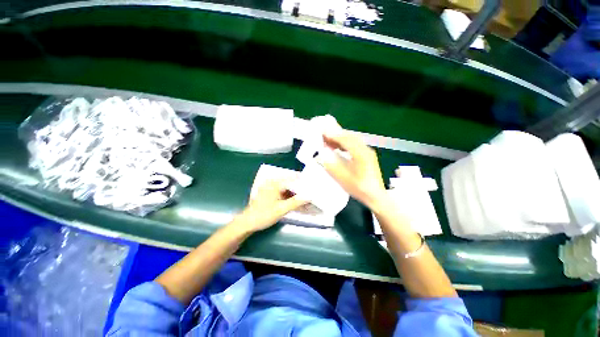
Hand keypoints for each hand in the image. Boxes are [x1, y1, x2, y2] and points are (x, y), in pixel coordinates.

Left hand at [237, 179, 307, 231]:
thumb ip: (296, 202)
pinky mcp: (269, 194)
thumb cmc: (263, 215)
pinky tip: (295, 201)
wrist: (247, 223)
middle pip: (290, 183)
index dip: (303, 181)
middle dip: (300, 187)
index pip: (292, 178)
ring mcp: (270, 188)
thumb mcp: (281, 209)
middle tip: (310, 191)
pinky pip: (282, 192)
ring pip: (286, 188)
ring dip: (295, 193)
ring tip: (305, 197)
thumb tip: (309, 197)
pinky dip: (289, 196)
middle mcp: (272, 183)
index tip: (312, 183)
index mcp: (275, 183)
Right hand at [318, 131, 386, 209]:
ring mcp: (368, 152)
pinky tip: (338, 147)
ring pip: (353, 139)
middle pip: (350, 136)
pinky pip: (355, 144)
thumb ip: (331, 166)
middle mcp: (366, 150)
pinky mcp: (367, 155)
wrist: (375, 196)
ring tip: (329, 140)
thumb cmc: (359, 188)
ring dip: (341, 138)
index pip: (345, 140)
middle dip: (336, 134)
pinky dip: (345, 143)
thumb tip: (322, 156)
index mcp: (361, 154)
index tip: (323, 132)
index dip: (333, 135)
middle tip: (324, 135)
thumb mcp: (343, 179)